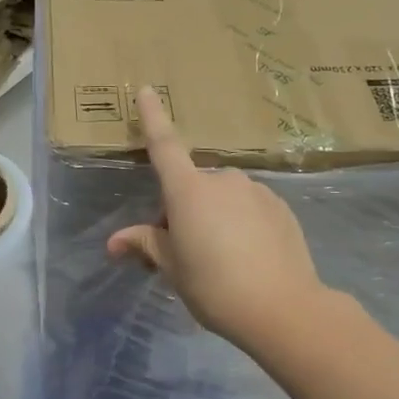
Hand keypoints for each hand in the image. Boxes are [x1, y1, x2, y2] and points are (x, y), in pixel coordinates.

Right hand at [106, 87, 321, 353]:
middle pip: (191, 187)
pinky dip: (240, 224)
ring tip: (219, 260)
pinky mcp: (281, 208)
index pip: (164, 146)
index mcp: (189, 190)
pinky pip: (248, 208)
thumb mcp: (172, 268)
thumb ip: (145, 245)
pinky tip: (247, 258)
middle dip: (181, 211)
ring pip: (222, 198)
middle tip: (182, 253)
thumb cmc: (214, 286)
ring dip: (213, 217)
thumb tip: (114, 243)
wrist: (283, 308)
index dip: (153, 118)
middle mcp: (223, 181)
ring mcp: (256, 192)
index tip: (147, 90)